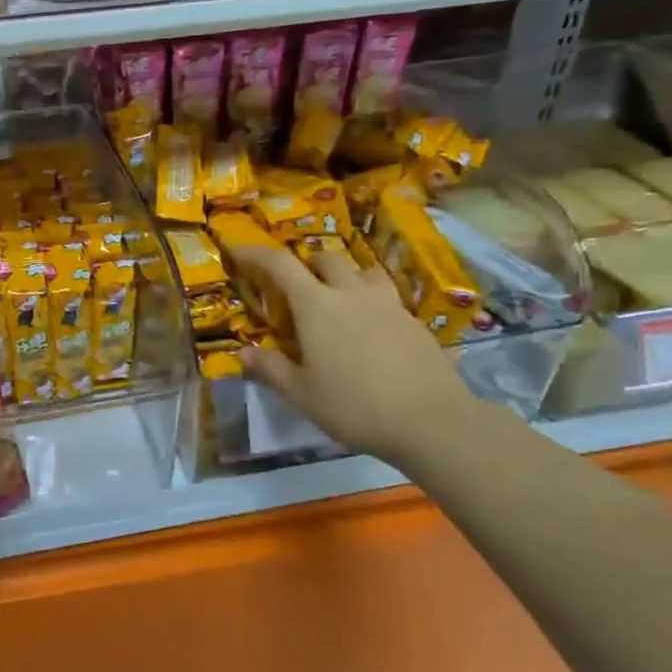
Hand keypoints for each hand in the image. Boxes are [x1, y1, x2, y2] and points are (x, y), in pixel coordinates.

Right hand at [231, 243, 474, 469]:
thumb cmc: (355, 406)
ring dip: (346, 275)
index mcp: (317, 306)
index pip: (280, 264)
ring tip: (340, 298)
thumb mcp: (302, 394)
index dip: (256, 253)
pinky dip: (372, 302)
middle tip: (297, 285)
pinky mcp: (415, 322)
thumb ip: (271, 369)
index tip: (239, 249)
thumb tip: (244, 352)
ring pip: (364, 271)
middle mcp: (352, 294)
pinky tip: (373, 331)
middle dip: (307, 264)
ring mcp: (388, 304)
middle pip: (327, 258)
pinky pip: (388, 298)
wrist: (432, 422)